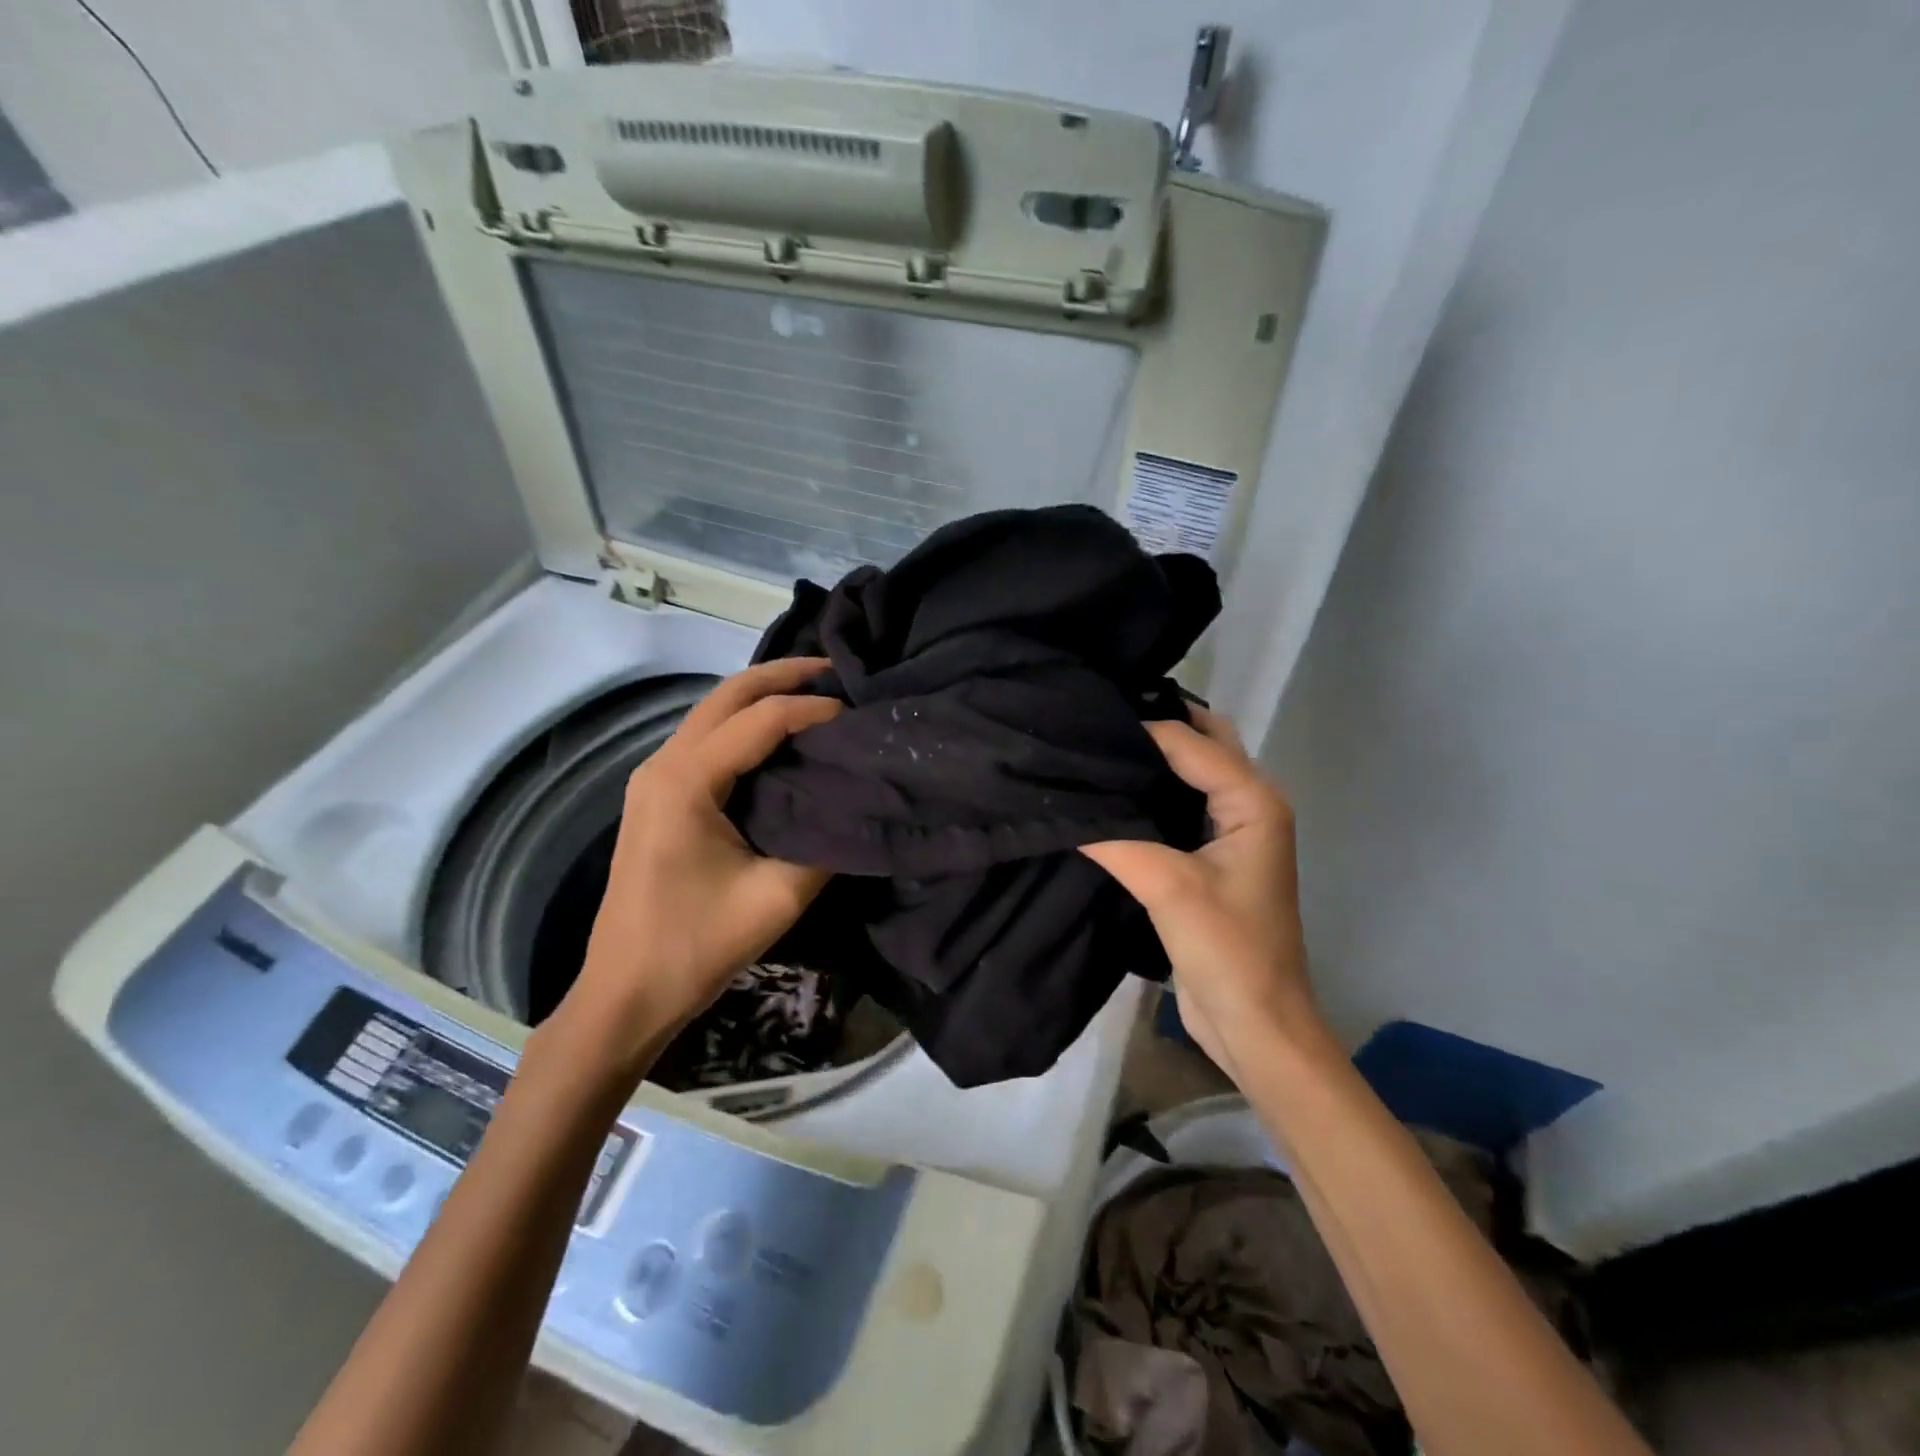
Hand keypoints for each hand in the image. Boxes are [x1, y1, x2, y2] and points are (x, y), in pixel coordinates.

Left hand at [557, 659, 839, 1071]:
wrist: (626, 993)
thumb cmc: (697, 947)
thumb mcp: (777, 897)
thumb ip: (825, 843)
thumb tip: (858, 805)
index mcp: (686, 781)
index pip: (760, 720)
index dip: (813, 709)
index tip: (859, 714)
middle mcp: (664, 764)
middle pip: (728, 695)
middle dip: (783, 676)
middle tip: (837, 672)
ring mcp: (654, 777)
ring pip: (713, 711)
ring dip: (763, 695)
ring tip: (816, 694)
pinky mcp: (657, 795)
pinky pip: (707, 737)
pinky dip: (746, 723)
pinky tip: (780, 735)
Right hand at [1082, 709, 1322, 1076]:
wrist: (1255, 1022)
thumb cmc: (1227, 949)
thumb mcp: (1168, 887)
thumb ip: (1116, 839)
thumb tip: (1063, 806)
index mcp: (1253, 800)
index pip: (1189, 742)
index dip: (1139, 731)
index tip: (1083, 724)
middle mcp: (1248, 804)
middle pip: (1202, 743)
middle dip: (1157, 726)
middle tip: (1096, 722)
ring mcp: (1231, 831)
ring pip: (1190, 773)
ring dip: (1152, 759)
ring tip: (1093, 749)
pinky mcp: (1210, 857)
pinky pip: (1178, 806)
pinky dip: (1148, 793)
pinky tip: (1107, 796)